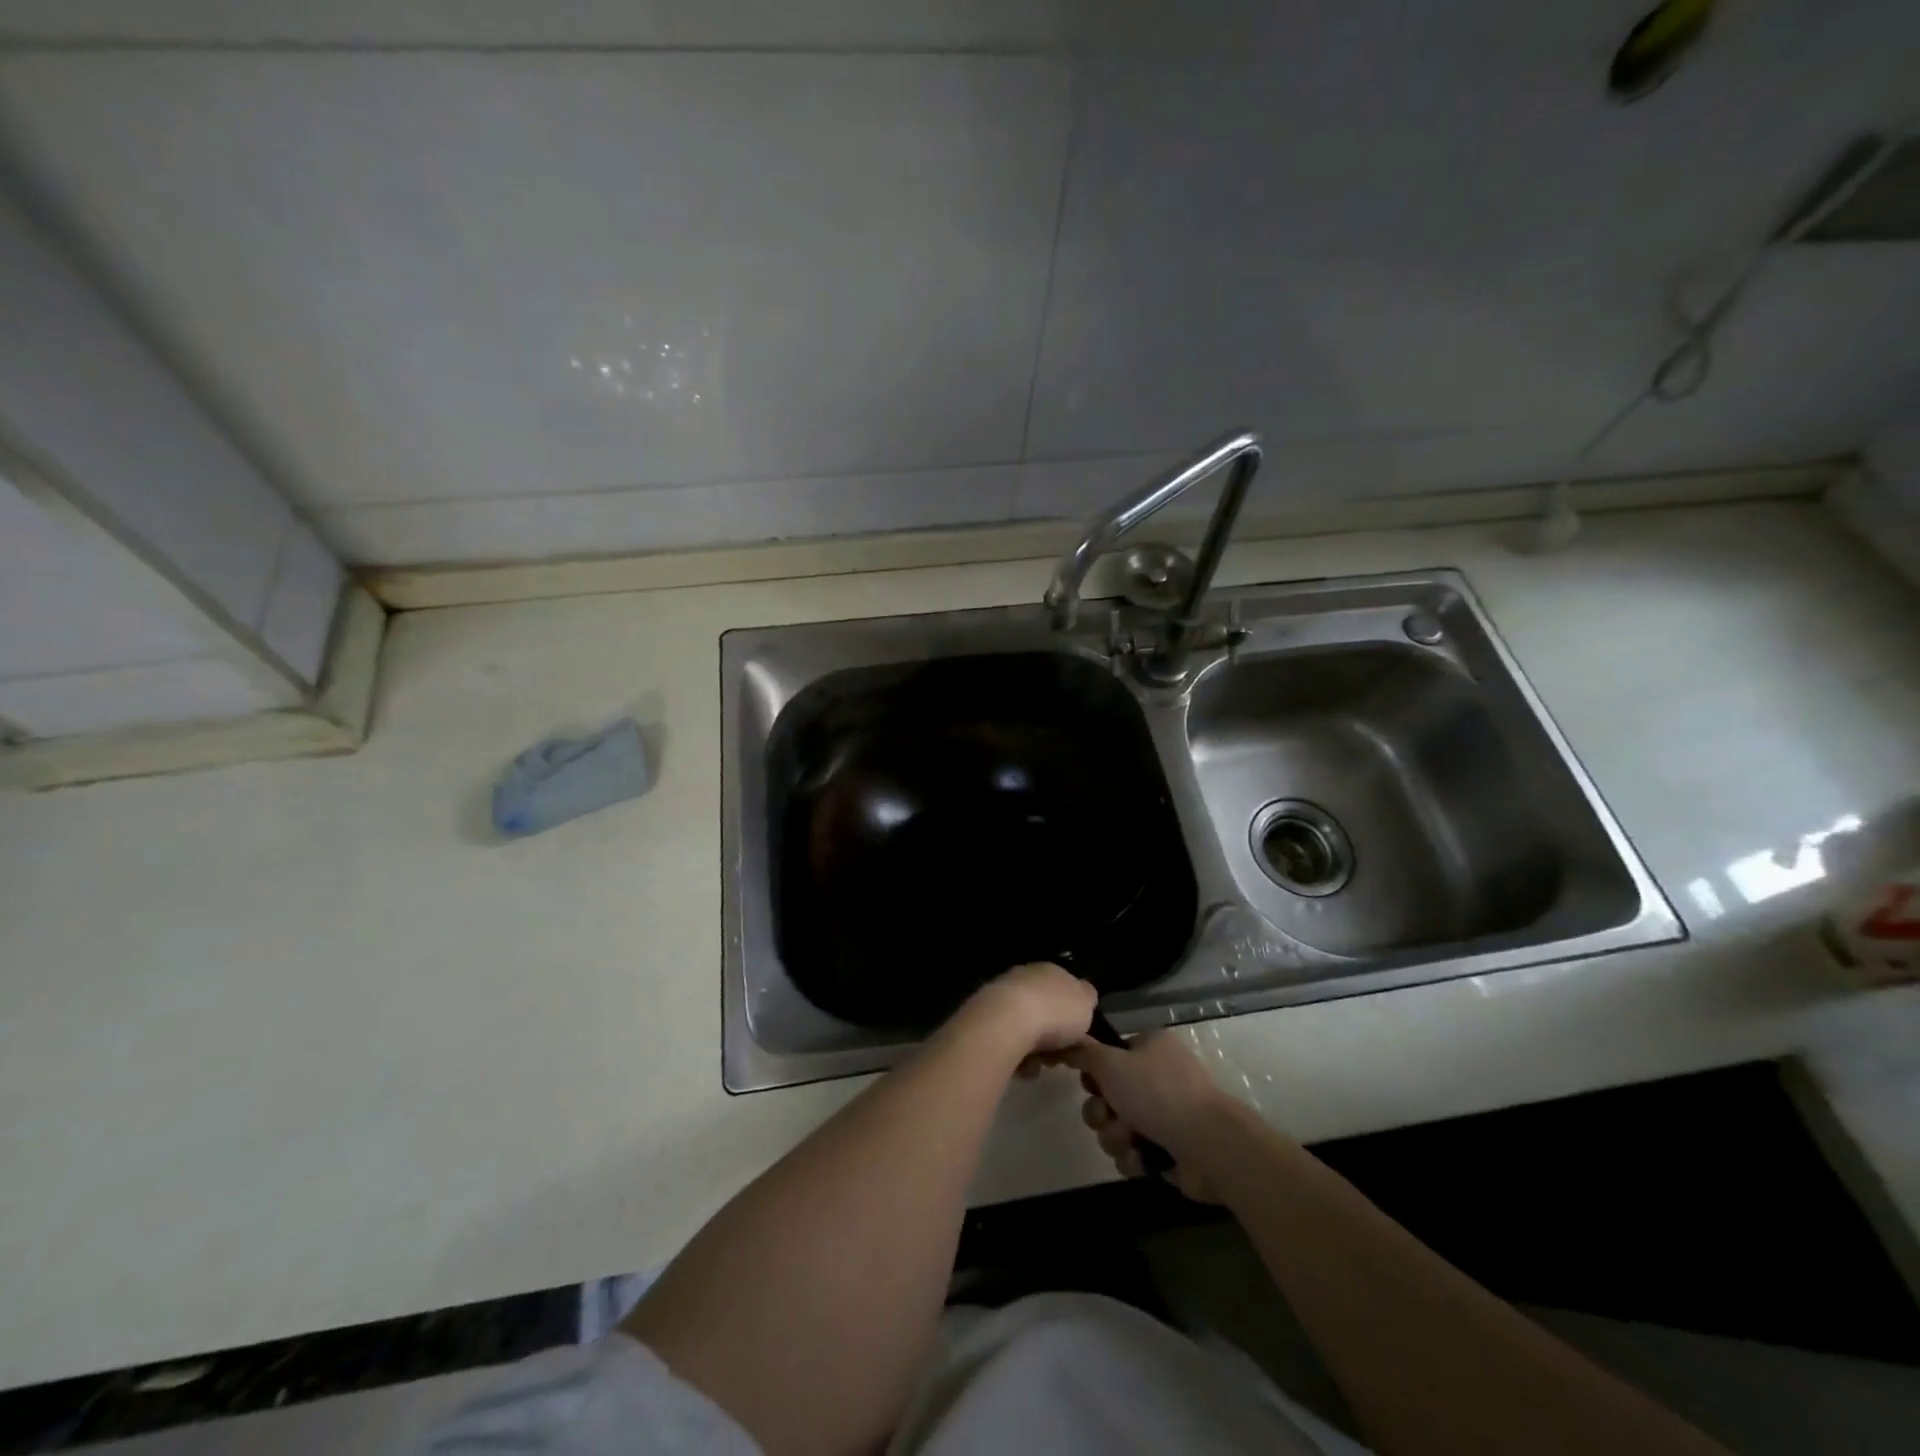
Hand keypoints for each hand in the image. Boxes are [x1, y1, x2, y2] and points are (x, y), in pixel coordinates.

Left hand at [955, 962, 1096, 1065]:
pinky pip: (1005, 1039)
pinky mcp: (984, 1017)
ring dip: (1032, 1048)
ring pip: (1023, 1026)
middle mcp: (1023, 977)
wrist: (1007, 1021)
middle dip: (1050, 1035)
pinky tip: (1020, 1068)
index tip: (1076, 1038)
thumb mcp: (1085, 1003)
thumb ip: (1085, 998)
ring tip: (1037, 1067)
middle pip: (1042, 1008)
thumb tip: (1082, 994)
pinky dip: (1014, 1054)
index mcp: (1049, 970)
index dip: (1071, 1015)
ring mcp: (1001, 995)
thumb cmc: (1055, 1012)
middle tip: (1057, 1057)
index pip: (1063, 989)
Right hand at [1066, 1032, 1236, 1201]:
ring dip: (1116, 1136)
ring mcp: (1165, 1115)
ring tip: (1131, 1141)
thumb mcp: (1111, 1063)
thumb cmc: (1157, 1093)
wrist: (1207, 1145)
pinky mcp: (1169, 1149)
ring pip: (1117, 1126)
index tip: (1089, 1084)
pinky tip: (1143, 1160)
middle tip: (1107, 1115)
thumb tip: (1068, 1042)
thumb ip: (1084, 1053)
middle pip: (1108, 1095)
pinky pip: (1133, 1152)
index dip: (1093, 1073)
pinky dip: (1134, 1157)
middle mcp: (1157, 1077)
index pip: (1108, 1056)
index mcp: (1150, 1047)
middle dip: (1102, 1112)